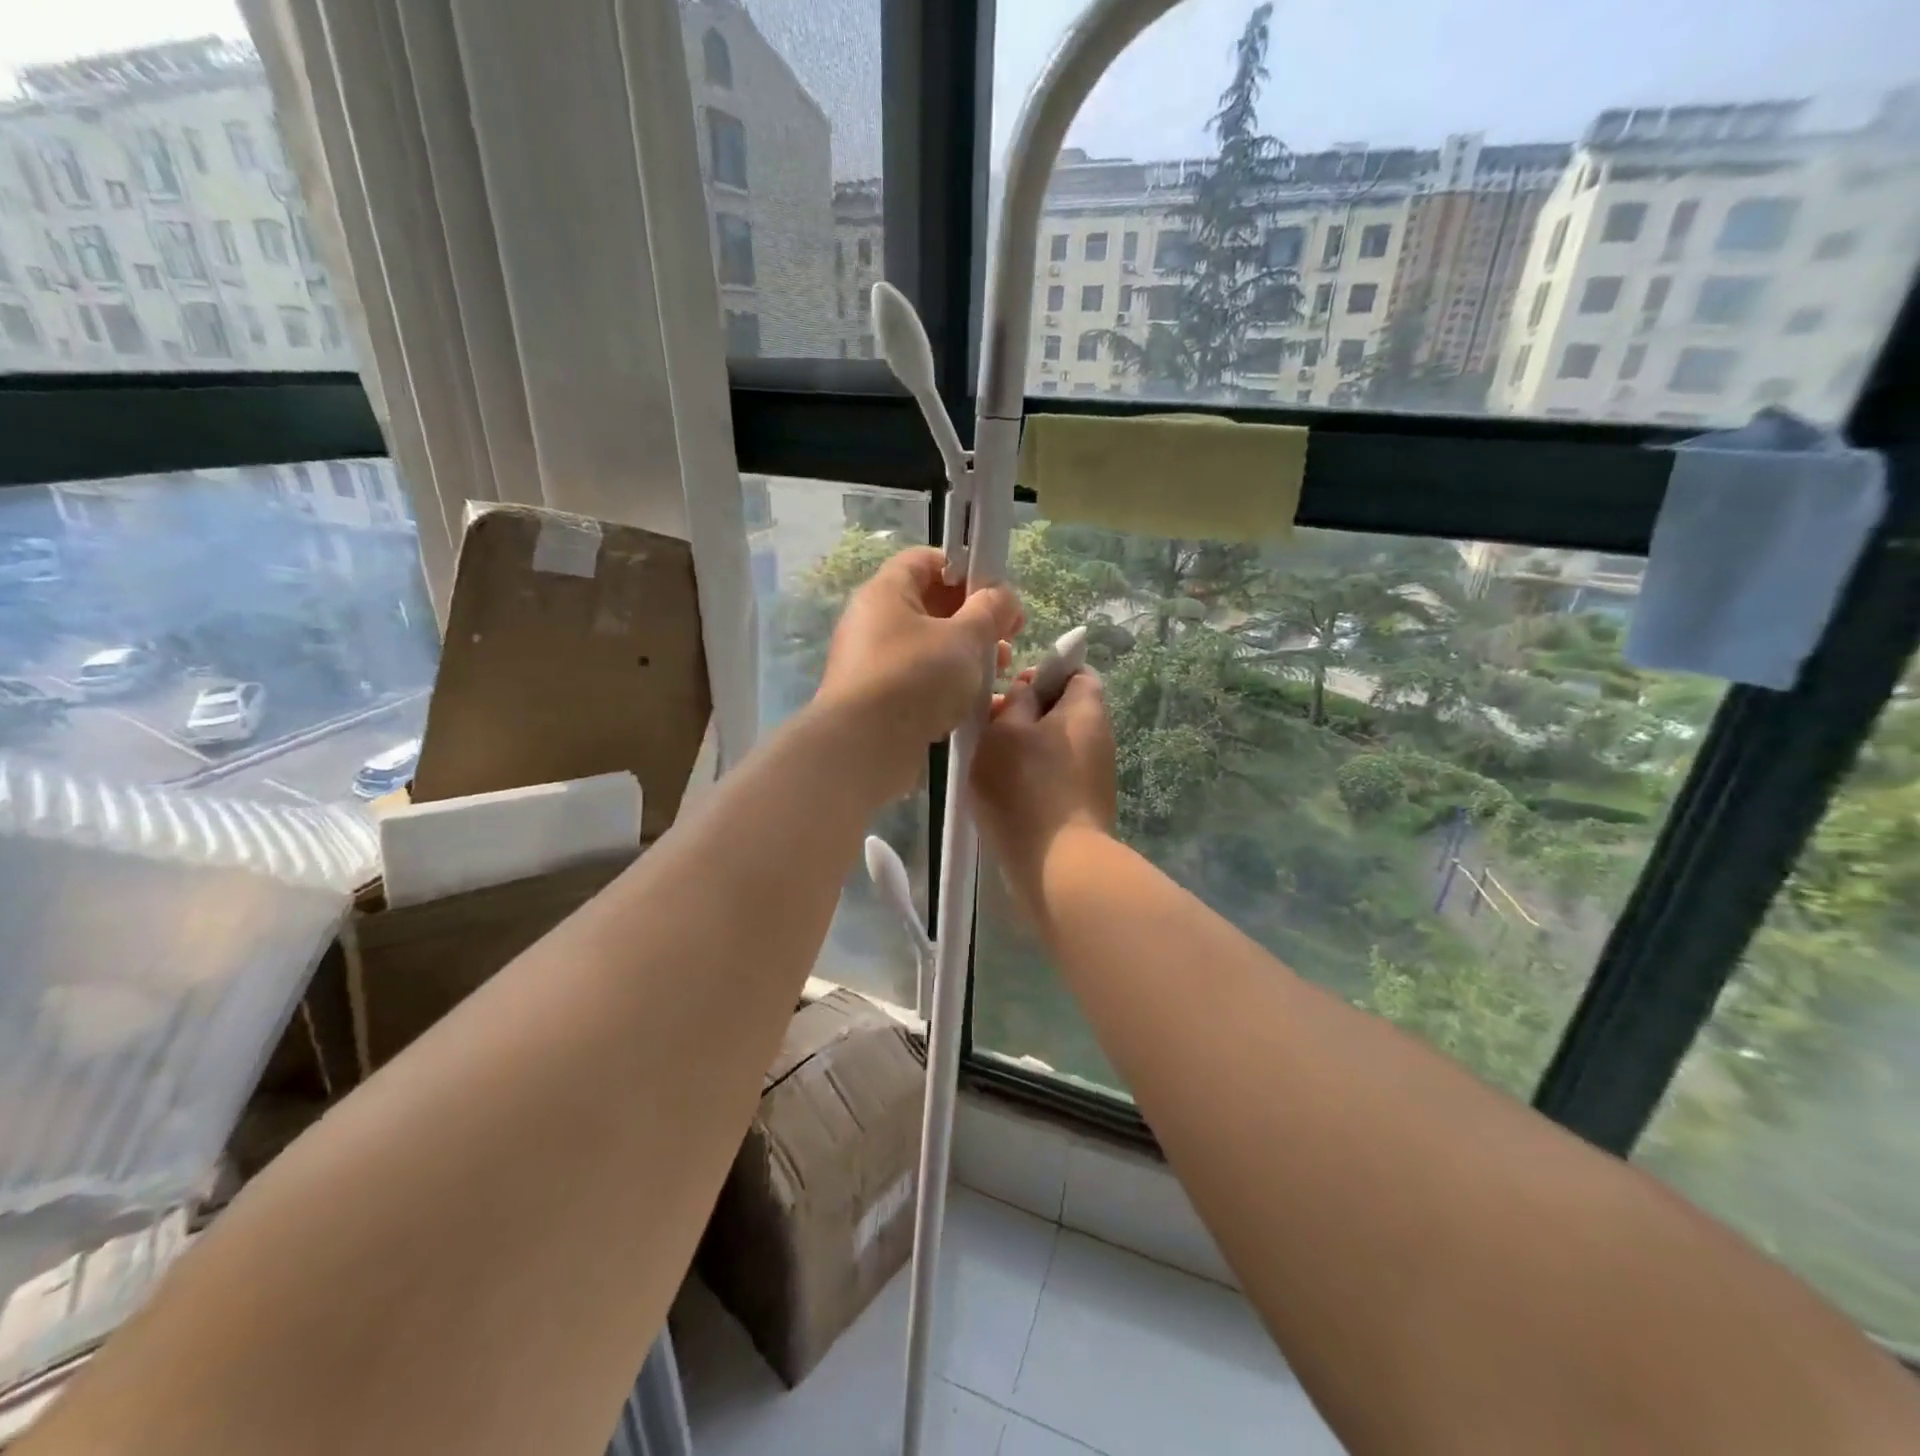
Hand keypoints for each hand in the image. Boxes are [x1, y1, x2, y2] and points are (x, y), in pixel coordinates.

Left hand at [815, 547, 1022, 800]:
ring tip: (1000, 672)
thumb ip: (990, 611)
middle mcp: (873, 621)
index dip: (964, 568)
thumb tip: (1003, 596)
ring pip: (928, 646)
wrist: (864, 747)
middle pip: (930, 605)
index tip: (996, 592)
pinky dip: (947, 684)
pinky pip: (918, 679)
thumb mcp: (964, 639)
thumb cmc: (916, 678)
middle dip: (975, 618)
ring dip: (967, 654)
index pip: (925, 560)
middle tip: (1009, 637)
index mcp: (886, 592)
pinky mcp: (877, 699)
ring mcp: (872, 662)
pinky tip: (974, 702)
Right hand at [972, 669, 1116, 905]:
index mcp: (1086, 708)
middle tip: (990, 727)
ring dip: (1024, 747)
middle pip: (1063, 708)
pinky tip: (1006, 792)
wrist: (1059, 864)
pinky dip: (1032, 775)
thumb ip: (1014, 701)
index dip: (1043, 672)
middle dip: (1026, 712)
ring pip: (1055, 744)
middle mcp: (1099, 736)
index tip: (1012, 689)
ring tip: (991, 762)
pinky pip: (1056, 774)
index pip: (1075, 670)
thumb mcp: (1005, 731)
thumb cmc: (1027, 787)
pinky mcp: (1084, 804)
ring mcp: (1095, 773)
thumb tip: (1027, 691)